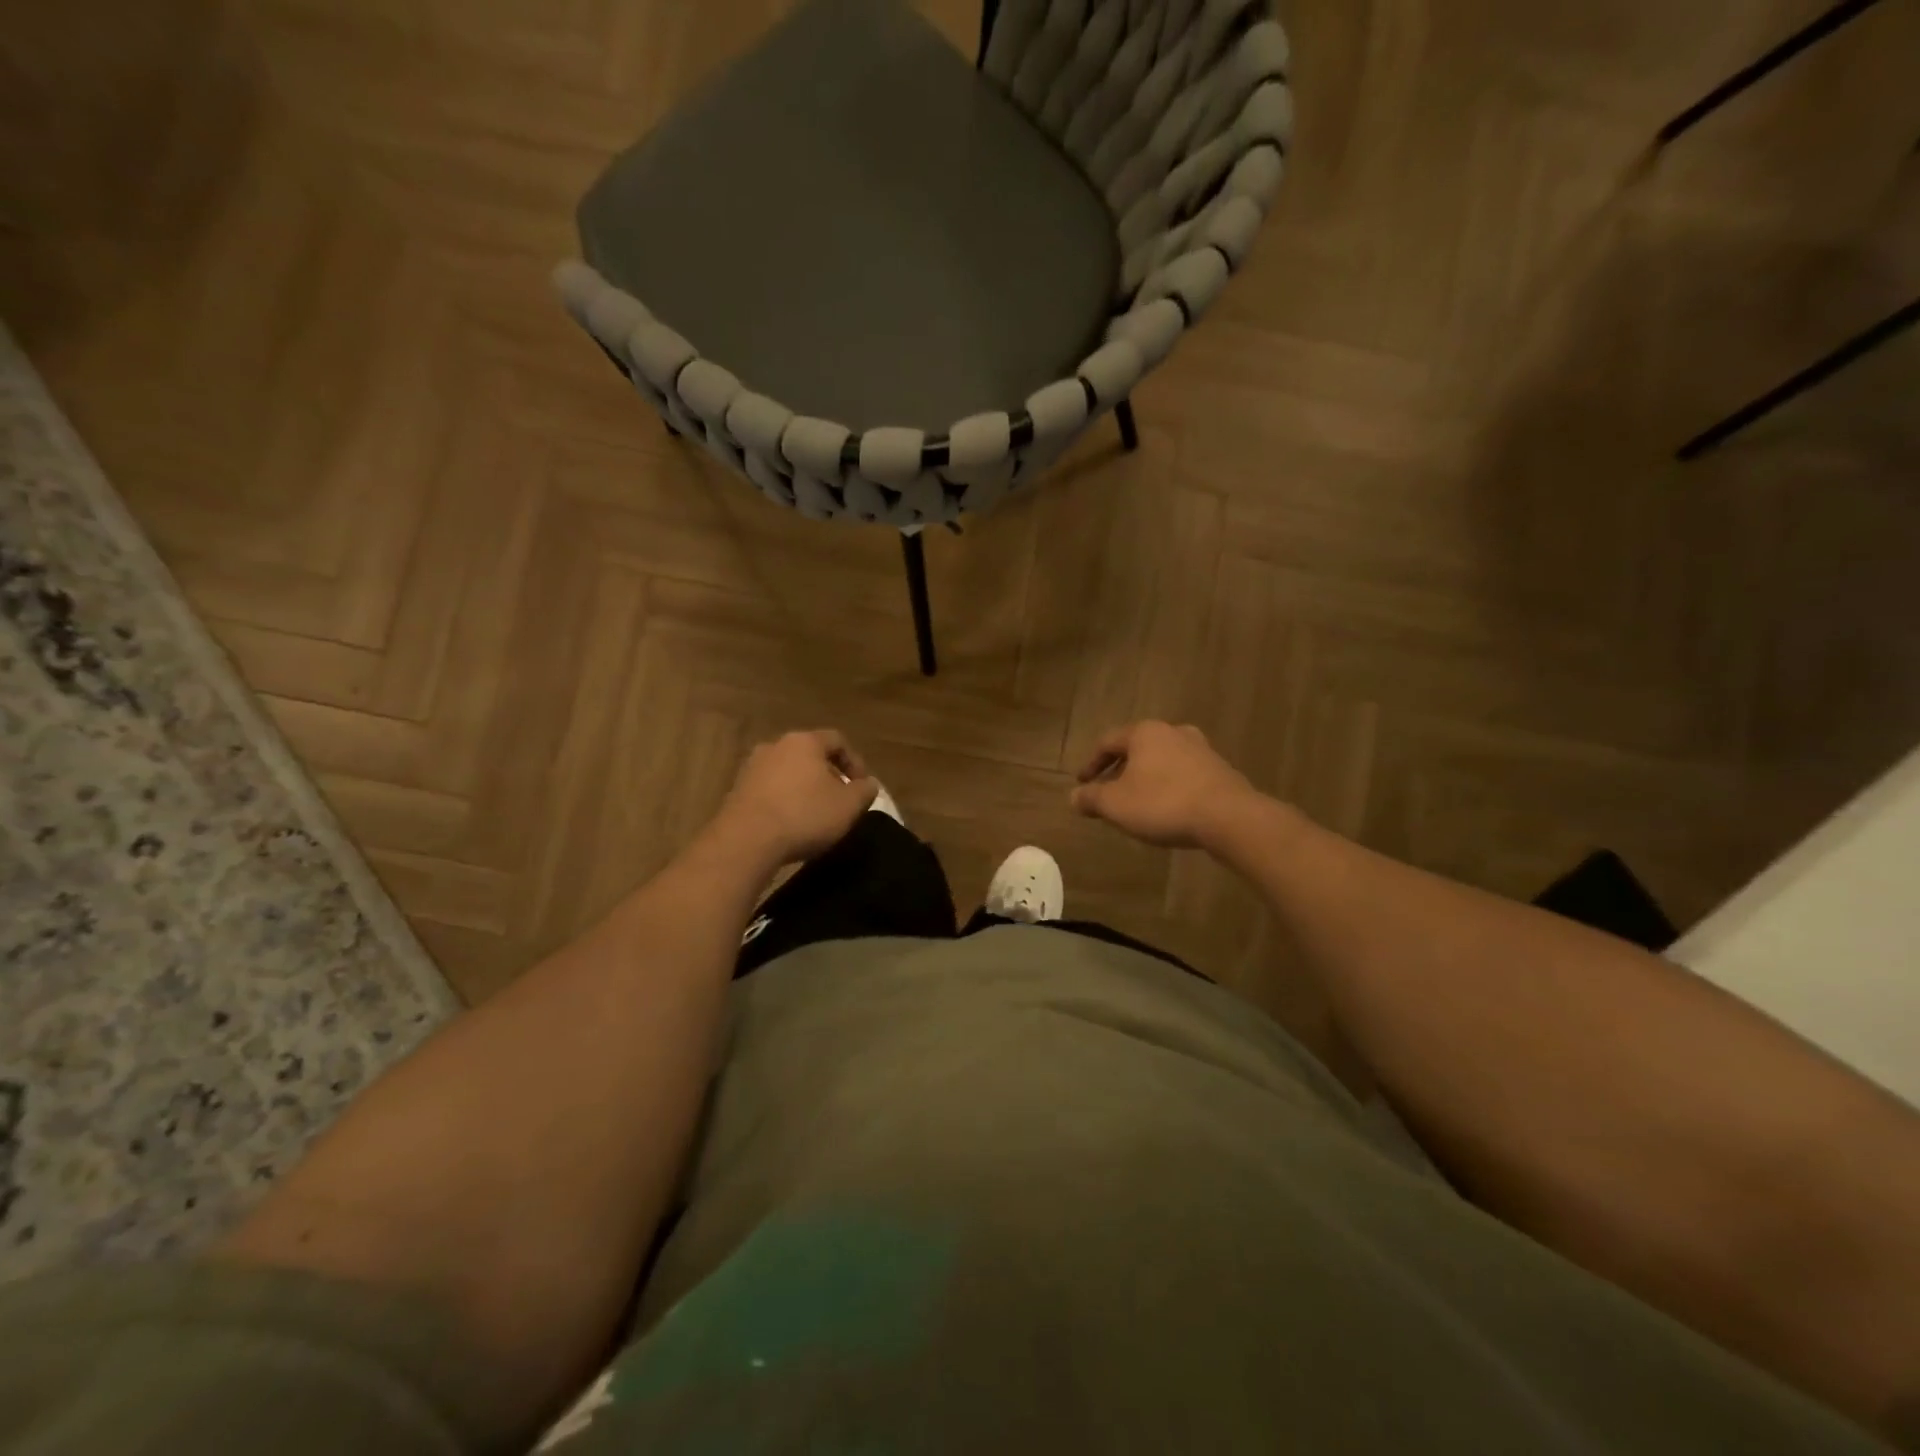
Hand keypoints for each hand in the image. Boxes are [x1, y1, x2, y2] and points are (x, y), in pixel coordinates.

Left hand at [712, 730, 878, 867]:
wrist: (746, 840)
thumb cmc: (804, 815)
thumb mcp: (848, 806)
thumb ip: (865, 791)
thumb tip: (869, 784)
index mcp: (804, 741)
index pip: (837, 740)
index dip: (855, 762)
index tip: (862, 786)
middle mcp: (775, 745)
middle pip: (810, 754)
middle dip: (828, 775)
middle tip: (839, 799)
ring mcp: (752, 767)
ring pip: (787, 771)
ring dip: (804, 787)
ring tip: (814, 813)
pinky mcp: (736, 790)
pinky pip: (769, 789)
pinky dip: (783, 799)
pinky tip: (790, 822)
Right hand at [1071, 721, 1259, 848]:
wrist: (1229, 817)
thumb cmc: (1163, 804)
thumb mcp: (1116, 805)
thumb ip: (1091, 798)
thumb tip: (1074, 797)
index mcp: (1144, 733)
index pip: (1107, 742)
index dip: (1091, 764)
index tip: (1082, 783)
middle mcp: (1172, 732)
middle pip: (1136, 748)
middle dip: (1119, 770)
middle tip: (1108, 792)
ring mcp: (1200, 749)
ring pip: (1161, 760)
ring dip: (1145, 778)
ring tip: (1137, 802)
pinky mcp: (1219, 769)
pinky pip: (1183, 774)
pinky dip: (1168, 786)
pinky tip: (1167, 808)